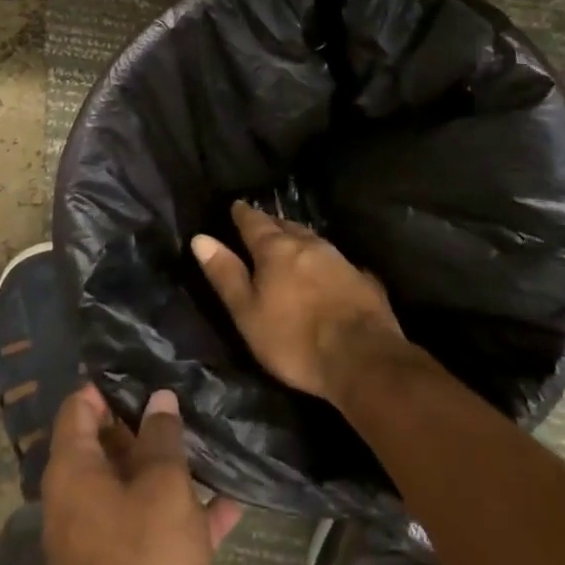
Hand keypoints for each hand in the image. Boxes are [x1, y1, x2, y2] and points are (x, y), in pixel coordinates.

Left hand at [42, 384, 243, 564]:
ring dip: (170, 468)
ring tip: (211, 438)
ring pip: (134, 485)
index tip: (147, 366)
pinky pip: (151, 526)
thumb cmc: (147, 564)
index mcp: (73, 472)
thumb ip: (161, 436)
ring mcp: (100, 540)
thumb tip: (158, 398)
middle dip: (147, 423)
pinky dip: (182, 512)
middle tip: (186, 396)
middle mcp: (77, 501)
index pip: (79, 406)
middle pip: (108, 444)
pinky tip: (230, 501)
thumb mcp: (163, 488)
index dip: (109, 383)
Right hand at [191, 201, 403, 401]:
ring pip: (312, 239)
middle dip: (272, 223)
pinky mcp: (363, 279)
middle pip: (285, 226)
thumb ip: (226, 274)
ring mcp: (339, 259)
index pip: (254, 221)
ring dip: (298, 238)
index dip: (243, 213)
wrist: (363, 359)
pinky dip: (323, 260)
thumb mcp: (248, 312)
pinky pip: (336, 260)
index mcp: (276, 249)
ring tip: (289, 240)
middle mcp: (308, 244)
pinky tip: (325, 269)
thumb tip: (201, 238)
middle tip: (261, 222)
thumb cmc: (294, 340)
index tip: (236, 205)